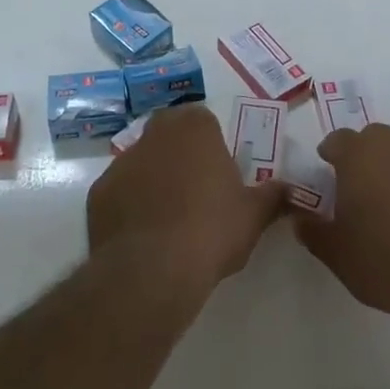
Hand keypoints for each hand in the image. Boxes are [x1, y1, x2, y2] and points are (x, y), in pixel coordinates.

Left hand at [87, 105, 285, 293]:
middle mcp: (154, 135)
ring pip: (141, 161)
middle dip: (180, 153)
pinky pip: (119, 191)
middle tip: (197, 188)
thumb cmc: (212, 230)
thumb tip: (291, 191)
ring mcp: (121, 163)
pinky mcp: (98, 193)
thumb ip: (274, 196)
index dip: (211, 142)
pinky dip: (130, 204)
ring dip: (154, 177)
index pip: (202, 119)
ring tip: (170, 216)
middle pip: (168, 133)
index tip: (219, 170)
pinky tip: (144, 234)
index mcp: (194, 129)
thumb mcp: (254, 215)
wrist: (153, 269)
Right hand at [297, 124, 389, 329]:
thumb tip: (300, 219)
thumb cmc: (385, 261)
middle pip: (375, 137)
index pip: (339, 139)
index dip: (330, 152)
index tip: (325, 168)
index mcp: (360, 158)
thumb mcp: (336, 254)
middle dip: (362, 151)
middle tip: (354, 182)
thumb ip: (313, 232)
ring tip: (385, 205)